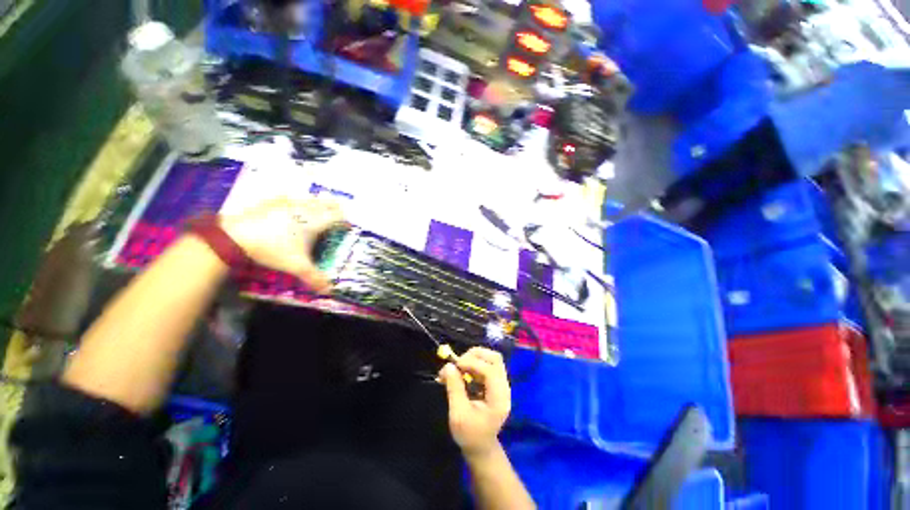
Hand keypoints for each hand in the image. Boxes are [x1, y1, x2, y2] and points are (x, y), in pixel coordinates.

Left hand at [221, 196, 344, 292]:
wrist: (235, 237)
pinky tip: (290, 209)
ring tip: (315, 214)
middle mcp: (304, 209)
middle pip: (327, 202)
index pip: (338, 216)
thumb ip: (315, 278)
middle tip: (335, 219)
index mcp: (315, 222)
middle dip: (334, 209)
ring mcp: (287, 203)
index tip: (346, 228)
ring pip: (310, 198)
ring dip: (317, 204)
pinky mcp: (272, 201)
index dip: (345, 221)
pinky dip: (295, 202)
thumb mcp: (296, 266)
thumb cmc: (273, 249)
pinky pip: (290, 197)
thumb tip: (330, 291)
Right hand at [439, 347, 510, 459]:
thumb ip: (454, 388)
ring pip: (491, 359)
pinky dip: (474, 363)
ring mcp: (501, 384)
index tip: (455, 366)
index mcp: (498, 398)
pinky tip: (464, 371)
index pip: (490, 370)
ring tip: (459, 366)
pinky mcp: (495, 383)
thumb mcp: (458, 414)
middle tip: (458, 362)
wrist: (481, 448)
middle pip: (495, 359)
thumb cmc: (469, 434)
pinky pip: (487, 365)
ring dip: (474, 358)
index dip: (472, 363)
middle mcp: (504, 387)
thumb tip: (449, 366)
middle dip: (475, 355)